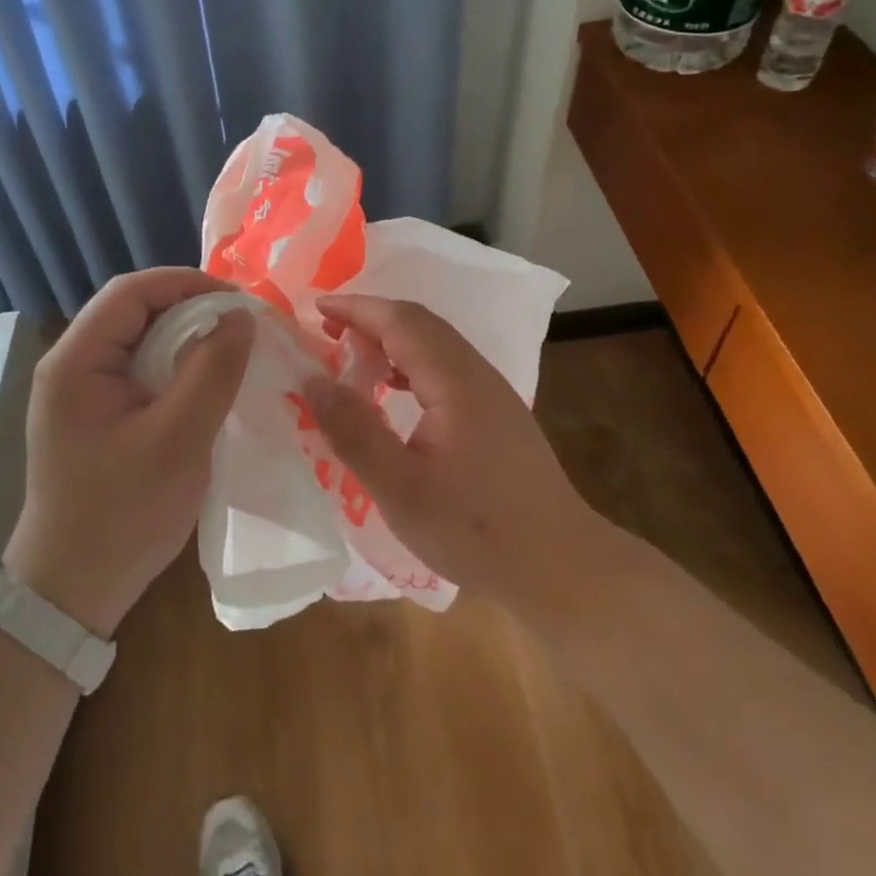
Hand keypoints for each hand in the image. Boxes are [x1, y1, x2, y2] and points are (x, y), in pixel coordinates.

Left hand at [7, 268, 253, 636]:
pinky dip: (174, 367)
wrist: (72, 587)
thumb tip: (240, 317)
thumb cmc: (123, 513)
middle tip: (241, 327)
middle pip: (133, 311)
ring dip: (185, 339)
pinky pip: (138, 370)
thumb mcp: (179, 439)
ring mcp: (79, 391)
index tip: (238, 302)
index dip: (186, 284)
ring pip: (139, 340)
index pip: (130, 291)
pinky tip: (204, 384)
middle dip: (190, 310)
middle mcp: (70, 365)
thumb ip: (211, 372)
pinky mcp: (94, 414)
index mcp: (76, 361)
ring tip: (231, 351)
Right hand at [302, 295, 610, 627]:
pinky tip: (393, 392)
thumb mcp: (400, 489)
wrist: (562, 567)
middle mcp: (478, 374)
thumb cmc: (476, 530)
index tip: (315, 308)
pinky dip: (410, 364)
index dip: (356, 308)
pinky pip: (447, 368)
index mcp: (456, 382)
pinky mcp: (498, 415)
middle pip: (420, 324)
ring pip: (436, 344)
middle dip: (370, 318)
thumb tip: (313, 381)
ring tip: (351, 358)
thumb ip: (354, 431)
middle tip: (326, 330)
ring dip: (391, 339)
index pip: (400, 321)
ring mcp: (493, 393)